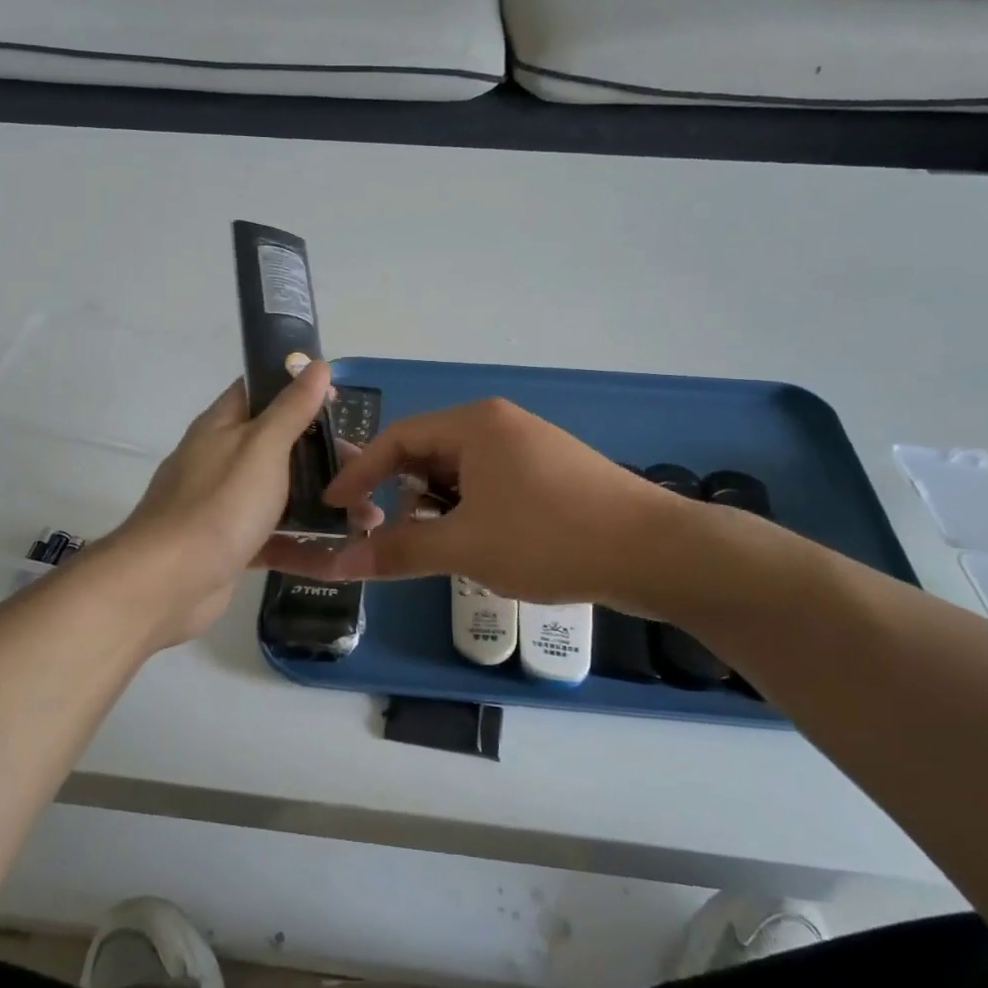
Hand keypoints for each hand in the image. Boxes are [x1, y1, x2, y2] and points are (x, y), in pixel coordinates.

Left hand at [103, 362, 382, 647]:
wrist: (167, 583)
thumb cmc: (220, 504)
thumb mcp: (262, 447)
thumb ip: (291, 408)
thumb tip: (316, 364)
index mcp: (222, 426)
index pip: (259, 391)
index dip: (297, 389)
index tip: (339, 402)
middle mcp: (220, 459)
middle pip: (278, 445)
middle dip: (322, 455)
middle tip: (363, 469)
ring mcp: (223, 504)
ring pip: (280, 493)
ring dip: (321, 501)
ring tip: (366, 519)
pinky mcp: (230, 544)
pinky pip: (273, 535)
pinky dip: (303, 541)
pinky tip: (339, 550)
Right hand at [262, 397, 676, 606]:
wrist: (654, 552)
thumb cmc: (550, 537)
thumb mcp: (464, 546)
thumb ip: (396, 550)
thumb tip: (336, 563)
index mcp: (475, 424)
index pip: (397, 438)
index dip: (359, 473)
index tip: (333, 508)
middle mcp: (499, 425)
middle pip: (427, 453)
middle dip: (396, 492)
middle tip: (374, 531)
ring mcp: (529, 448)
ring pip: (459, 473)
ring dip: (432, 507)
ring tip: (422, 545)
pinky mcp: (550, 474)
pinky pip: (489, 485)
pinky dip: (466, 511)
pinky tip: (470, 545)